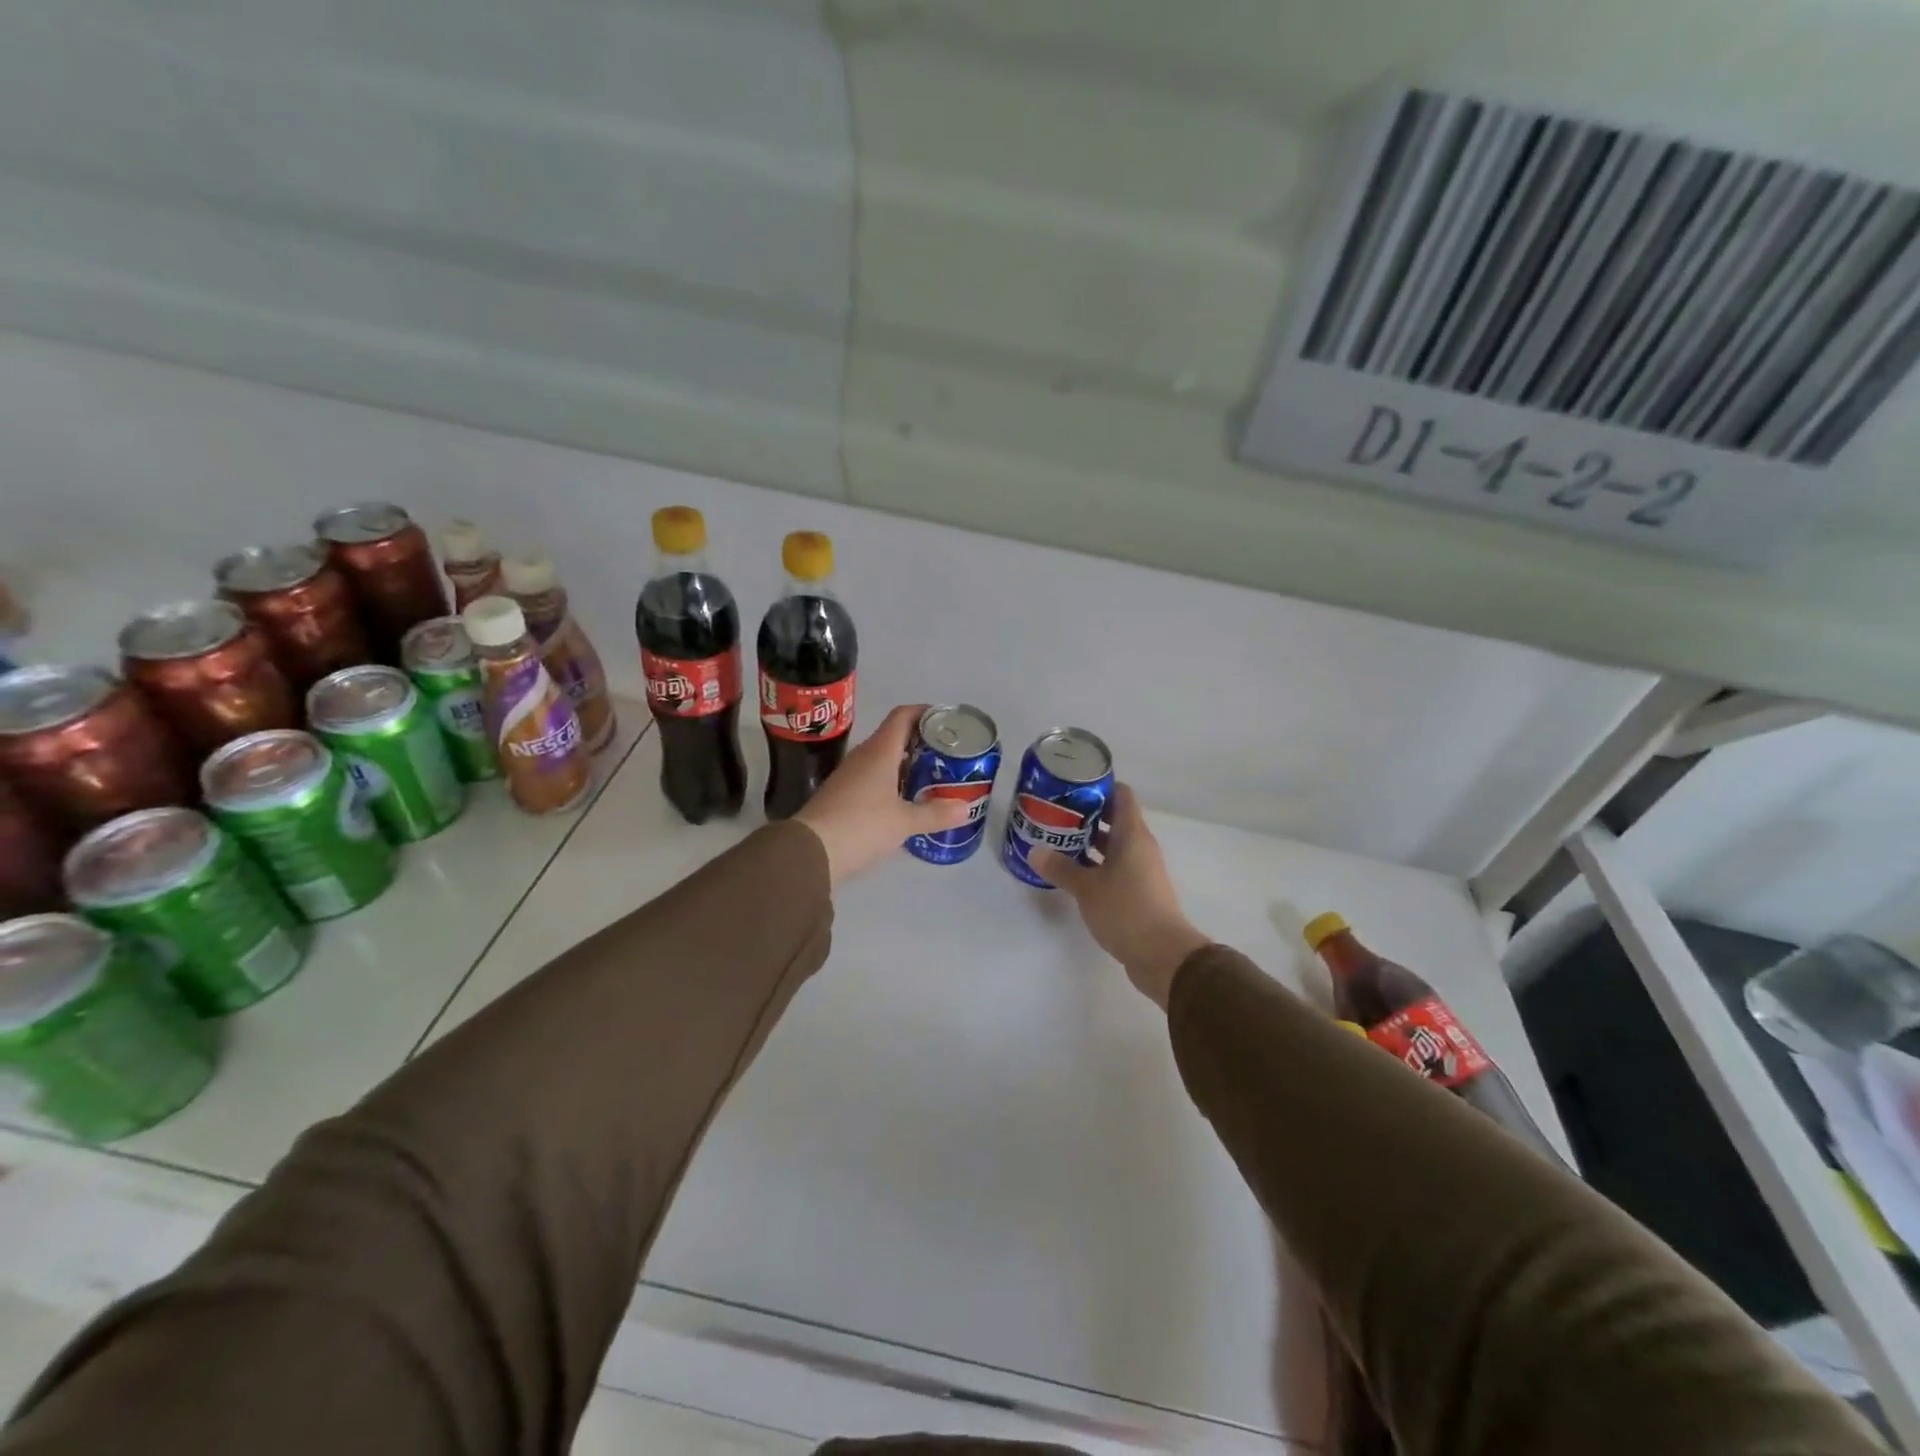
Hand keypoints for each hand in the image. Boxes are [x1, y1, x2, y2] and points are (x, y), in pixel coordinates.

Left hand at [795, 704, 970, 886]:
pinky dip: (890, 784)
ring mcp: (848, 776)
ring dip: (905, 765)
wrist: (810, 851)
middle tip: (945, 756)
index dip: (924, 712)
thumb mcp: (904, 822)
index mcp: (879, 751)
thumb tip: (965, 808)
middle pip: (894, 737)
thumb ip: (935, 814)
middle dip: (920, 743)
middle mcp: (863, 757)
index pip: (903, 716)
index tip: (945, 720)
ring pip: (882, 760)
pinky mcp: (840, 796)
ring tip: (930, 778)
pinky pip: (871, 779)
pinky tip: (903, 802)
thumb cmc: (861, 826)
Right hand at [1030, 783, 1208, 1010]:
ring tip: (1057, 839)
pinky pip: (1115, 866)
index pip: (1121, 795)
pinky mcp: (1139, 891)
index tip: (1072, 786)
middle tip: (1055, 813)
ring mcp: (1142, 870)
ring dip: (1089, 841)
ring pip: (1114, 844)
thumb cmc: (1126, 910)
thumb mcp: (1087, 888)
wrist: (1163, 955)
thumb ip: (1061, 868)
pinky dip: (1096, 864)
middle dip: (1086, 814)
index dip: (1099, 786)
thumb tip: (1035, 851)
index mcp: (1133, 835)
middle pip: (1116, 818)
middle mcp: (1140, 847)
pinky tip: (1072, 871)